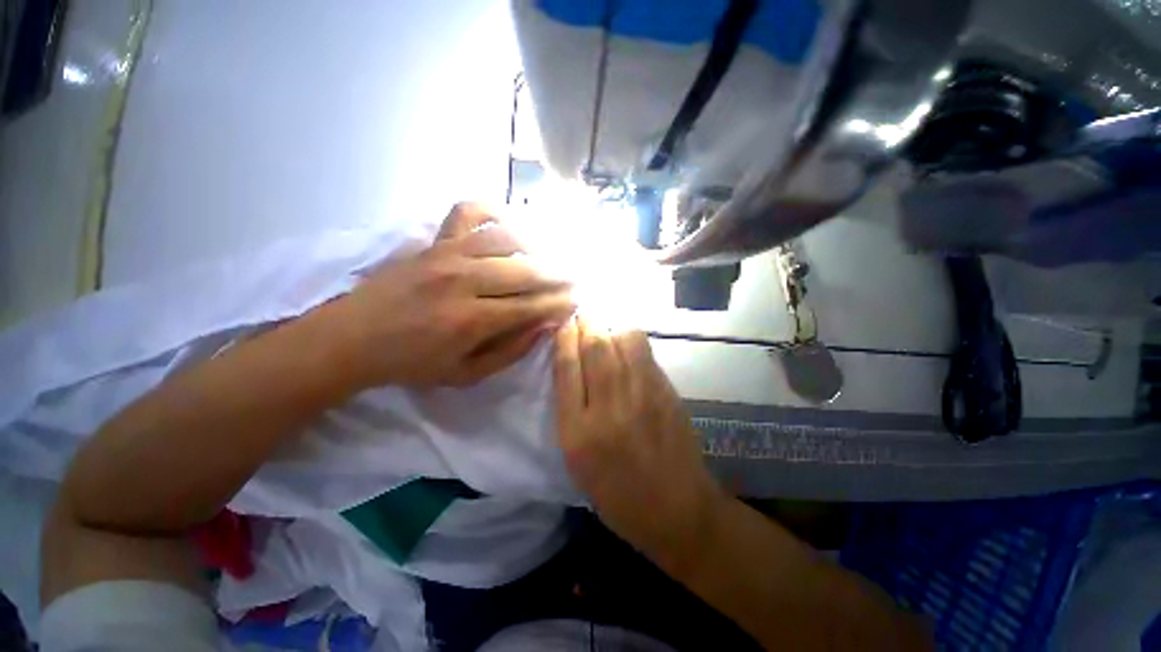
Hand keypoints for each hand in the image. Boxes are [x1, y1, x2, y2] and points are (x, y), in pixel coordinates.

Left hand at [339, 203, 574, 386]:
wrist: (353, 338)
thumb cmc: (412, 363)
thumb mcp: (466, 375)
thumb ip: (510, 351)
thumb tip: (545, 325)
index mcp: (472, 320)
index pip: (531, 306)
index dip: (559, 303)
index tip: (577, 301)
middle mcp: (464, 280)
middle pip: (526, 271)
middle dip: (558, 276)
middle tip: (575, 279)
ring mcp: (447, 254)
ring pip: (506, 240)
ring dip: (536, 248)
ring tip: (548, 259)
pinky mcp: (434, 242)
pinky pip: (467, 211)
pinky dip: (492, 210)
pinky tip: (507, 223)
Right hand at [553, 318, 725, 565]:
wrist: (677, 510)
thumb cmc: (618, 493)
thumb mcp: (578, 461)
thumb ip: (572, 411)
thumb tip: (574, 364)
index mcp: (578, 433)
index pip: (567, 369)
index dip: (564, 339)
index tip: (563, 323)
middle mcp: (609, 409)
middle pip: (595, 348)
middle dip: (586, 322)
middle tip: (583, 313)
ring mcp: (643, 397)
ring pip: (624, 342)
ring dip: (611, 328)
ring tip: (606, 332)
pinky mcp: (666, 393)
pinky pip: (645, 353)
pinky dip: (632, 341)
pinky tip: (627, 346)